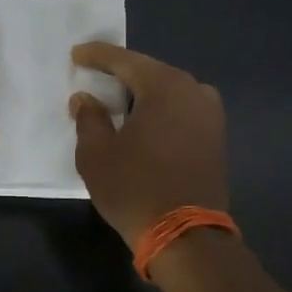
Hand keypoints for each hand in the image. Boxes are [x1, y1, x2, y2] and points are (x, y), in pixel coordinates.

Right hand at [70, 43, 228, 248]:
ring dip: (143, 91)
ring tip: (118, 97)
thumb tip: (86, 98)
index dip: (97, 55)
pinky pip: (181, 110)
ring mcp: (210, 115)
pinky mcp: (216, 138)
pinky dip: (160, 109)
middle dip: (121, 71)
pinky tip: (143, 120)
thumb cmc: (135, 188)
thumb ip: (89, 118)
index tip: (76, 54)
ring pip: (169, 91)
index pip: (125, 60)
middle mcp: (193, 91)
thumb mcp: (96, 153)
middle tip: (94, 72)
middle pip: (150, 71)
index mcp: (165, 87)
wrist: (186, 237)